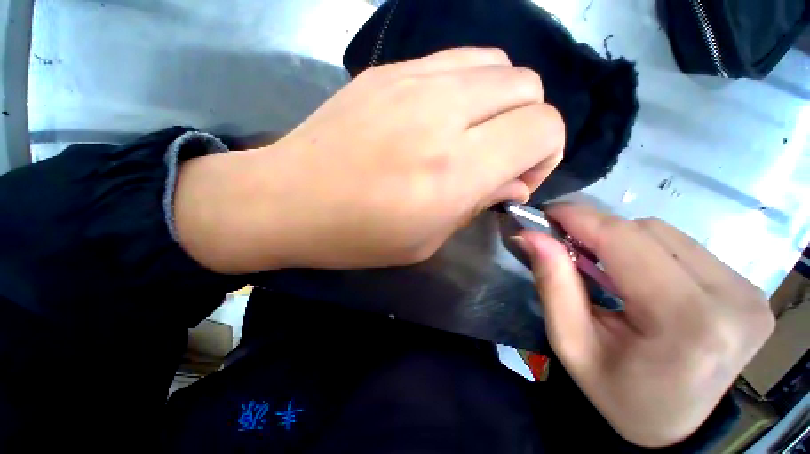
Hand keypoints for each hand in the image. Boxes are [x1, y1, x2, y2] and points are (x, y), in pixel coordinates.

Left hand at [174, 48, 563, 272]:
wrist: (288, 200)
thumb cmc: (357, 235)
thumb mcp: (425, 240)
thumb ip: (478, 205)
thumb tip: (515, 182)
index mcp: (453, 171)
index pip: (543, 128)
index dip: (544, 155)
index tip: (516, 179)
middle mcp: (442, 115)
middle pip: (528, 88)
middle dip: (527, 126)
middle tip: (497, 158)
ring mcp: (412, 82)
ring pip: (498, 65)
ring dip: (501, 103)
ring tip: (473, 136)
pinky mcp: (388, 70)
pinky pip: (457, 60)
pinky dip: (469, 87)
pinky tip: (443, 117)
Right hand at [517, 204, 774, 447]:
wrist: (678, 427)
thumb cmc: (619, 393)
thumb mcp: (572, 343)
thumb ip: (553, 284)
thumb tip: (531, 236)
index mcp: (686, 321)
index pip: (625, 240)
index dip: (580, 217)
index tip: (546, 213)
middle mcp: (732, 297)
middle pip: (647, 231)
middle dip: (598, 231)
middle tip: (566, 244)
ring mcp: (748, 291)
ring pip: (666, 233)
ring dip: (622, 241)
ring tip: (601, 264)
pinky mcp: (750, 289)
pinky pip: (685, 247)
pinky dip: (648, 250)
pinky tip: (636, 274)